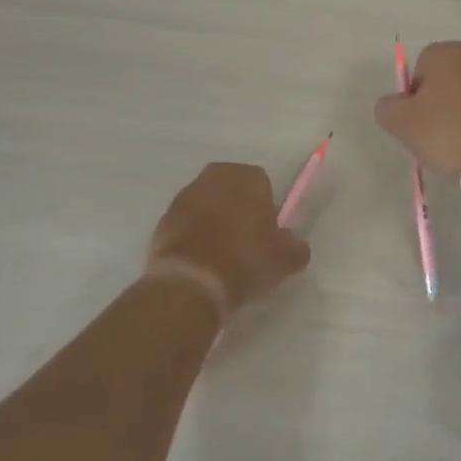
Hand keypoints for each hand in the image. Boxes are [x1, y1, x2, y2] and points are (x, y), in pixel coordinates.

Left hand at [145, 162, 309, 315]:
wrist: (190, 283)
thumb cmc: (244, 261)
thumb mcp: (285, 260)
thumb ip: (296, 247)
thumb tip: (294, 245)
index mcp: (247, 176)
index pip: (263, 185)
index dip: (266, 210)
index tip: (266, 236)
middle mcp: (214, 176)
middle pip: (233, 190)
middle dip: (239, 210)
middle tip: (245, 245)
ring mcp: (185, 195)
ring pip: (208, 205)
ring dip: (214, 222)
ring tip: (221, 257)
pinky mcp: (164, 218)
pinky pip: (186, 223)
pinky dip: (193, 236)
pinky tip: (200, 262)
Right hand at [373, 41, 460, 178]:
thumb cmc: (450, 136)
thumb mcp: (400, 125)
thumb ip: (387, 105)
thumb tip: (397, 101)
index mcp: (448, 53)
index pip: (423, 66)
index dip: (419, 94)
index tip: (423, 122)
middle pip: (456, 71)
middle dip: (450, 94)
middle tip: (446, 130)